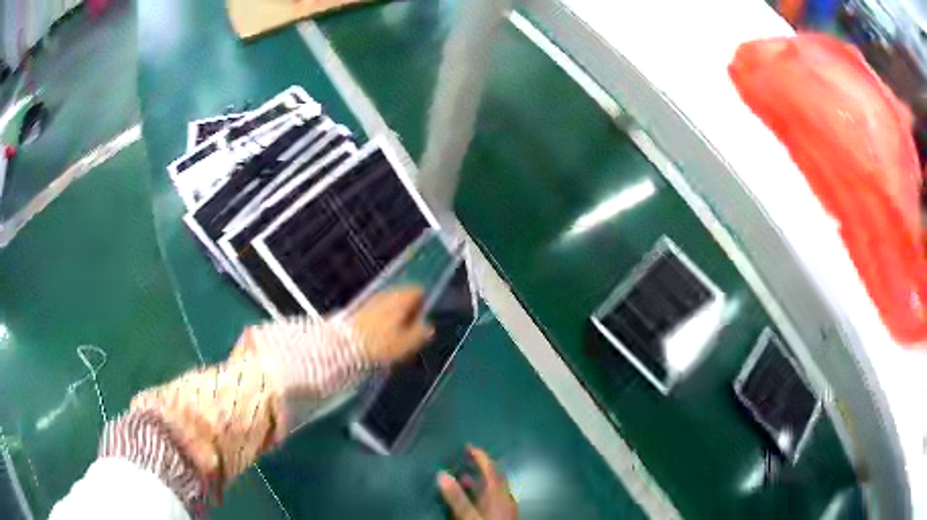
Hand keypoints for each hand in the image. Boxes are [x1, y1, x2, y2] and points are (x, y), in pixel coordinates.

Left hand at [349, 287, 433, 364]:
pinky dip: (382, 319)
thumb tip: (429, 327)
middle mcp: (387, 294)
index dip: (423, 304)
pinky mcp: (360, 308)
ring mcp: (372, 300)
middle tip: (409, 331)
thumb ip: (421, 333)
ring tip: (395, 336)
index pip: (418, 291)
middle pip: (403, 297)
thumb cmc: (380, 344)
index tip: (422, 321)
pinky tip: (380, 336)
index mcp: (401, 298)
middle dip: (408, 311)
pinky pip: (378, 310)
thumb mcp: (407, 343)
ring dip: (394, 316)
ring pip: (390, 303)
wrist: (346, 344)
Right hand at [438, 446, 517, 519]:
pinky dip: (483, 491)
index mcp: (498, 491)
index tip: (468, 445)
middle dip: (481, 465)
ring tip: (464, 476)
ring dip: (480, 479)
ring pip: (494, 486)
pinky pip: (494, 495)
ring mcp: (506, 504)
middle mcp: (505, 495)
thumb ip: (456, 495)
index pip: (490, 468)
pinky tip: (474, 496)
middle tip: (467, 457)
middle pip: (495, 474)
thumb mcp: (468, 513)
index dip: (480, 456)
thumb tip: (441, 473)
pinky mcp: (505, 513)